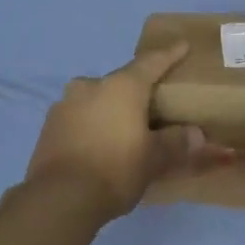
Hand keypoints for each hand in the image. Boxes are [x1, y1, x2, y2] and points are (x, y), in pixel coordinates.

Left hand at [24, 43, 208, 220]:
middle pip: (121, 82)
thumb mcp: (155, 159)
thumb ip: (177, 143)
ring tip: (125, 129)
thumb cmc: (116, 170)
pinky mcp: (49, 127)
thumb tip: (196, 135)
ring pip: (97, 99)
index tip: (181, 45)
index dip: (169, 54)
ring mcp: (65, 105)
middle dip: (138, 91)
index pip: (151, 62)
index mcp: (121, 86)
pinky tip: (100, 144)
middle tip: (153, 104)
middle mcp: (91, 86)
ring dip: (112, 109)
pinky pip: (80, 118)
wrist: (60, 199)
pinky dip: (93, 125)